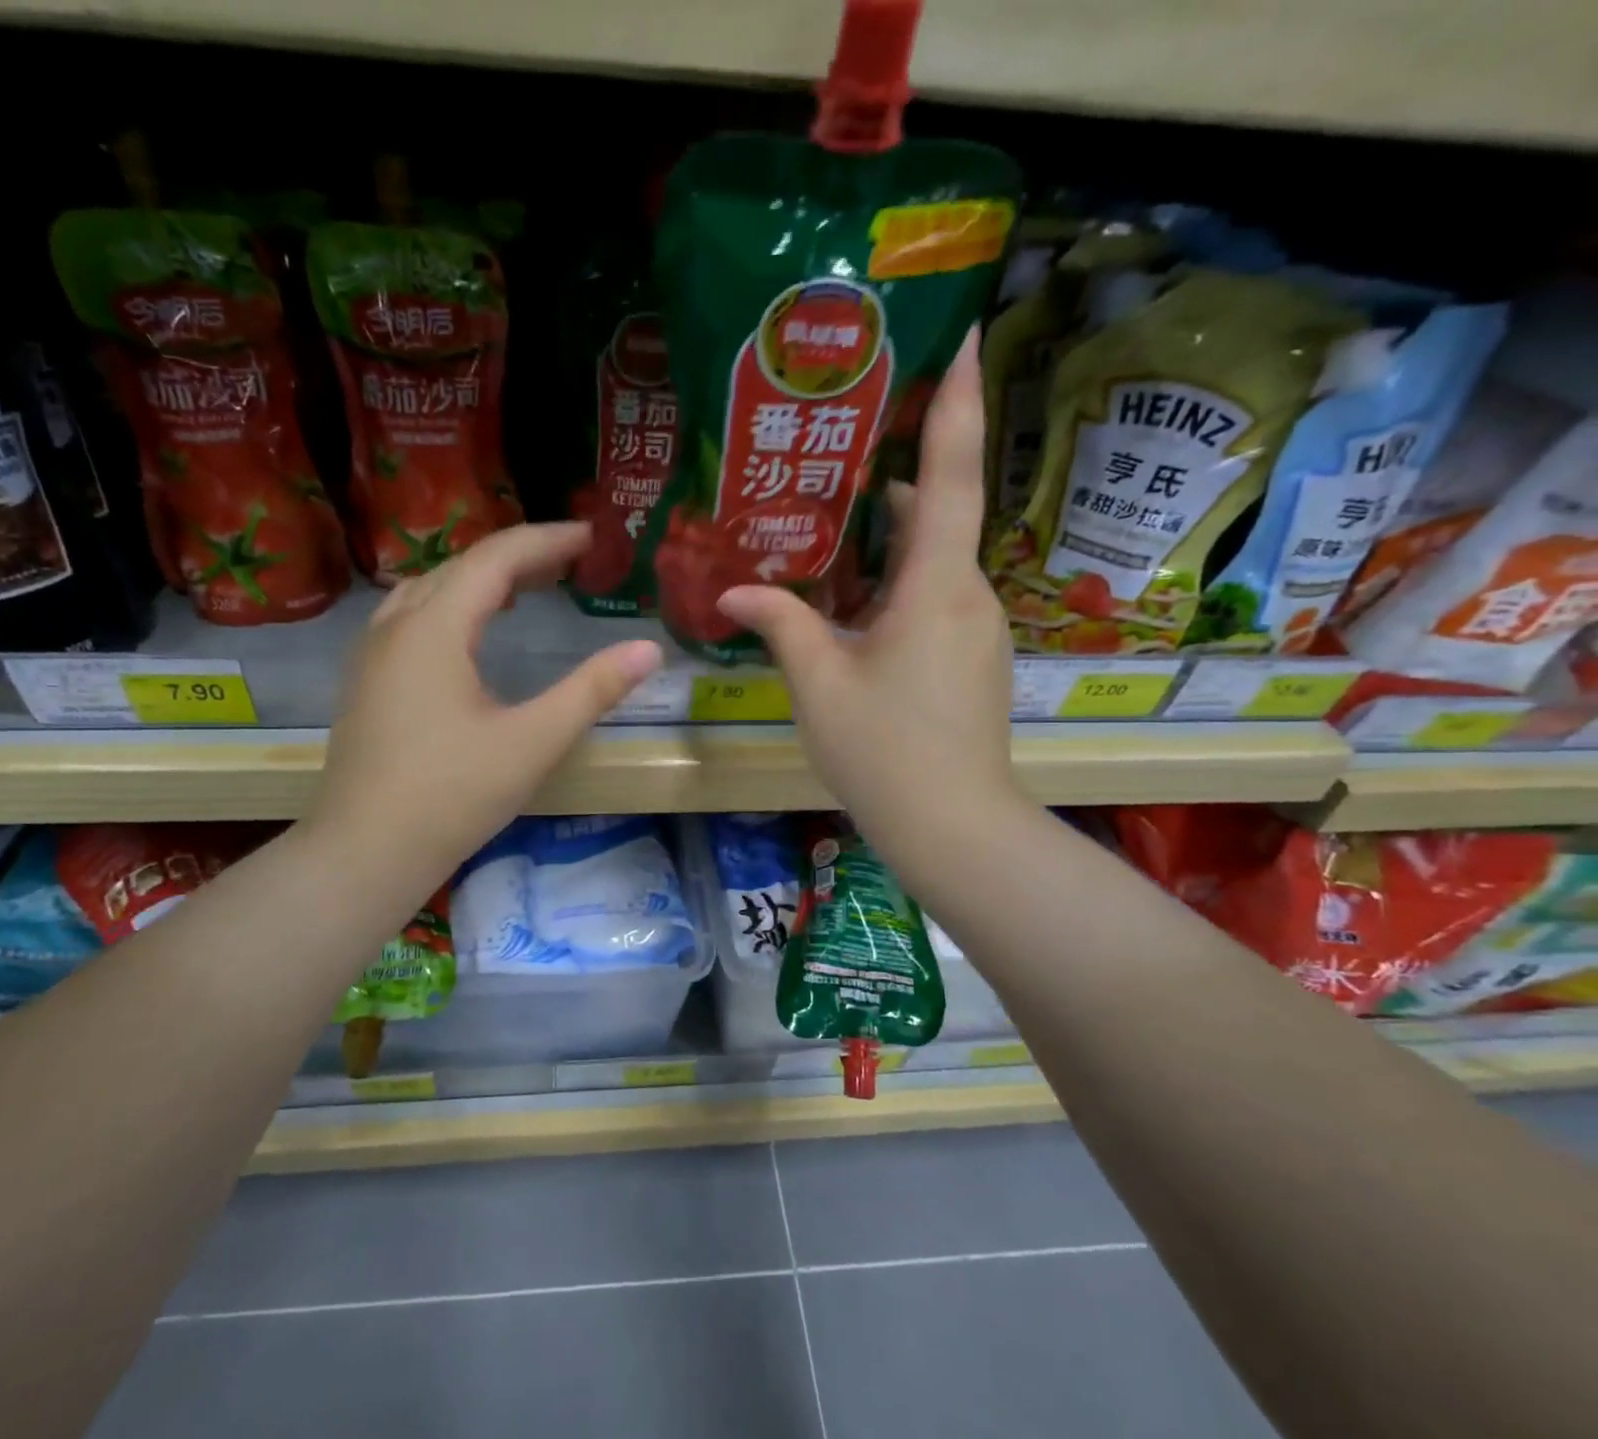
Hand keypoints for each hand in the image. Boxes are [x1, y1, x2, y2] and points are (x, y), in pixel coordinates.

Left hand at [312, 523, 661, 902]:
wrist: (365, 852)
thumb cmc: (452, 796)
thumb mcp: (533, 742)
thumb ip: (593, 690)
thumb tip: (648, 649)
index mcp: (435, 628)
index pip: (496, 558)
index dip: (546, 541)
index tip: (590, 536)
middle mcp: (396, 626)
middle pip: (461, 566)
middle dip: (519, 556)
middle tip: (570, 560)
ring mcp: (372, 653)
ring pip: (431, 589)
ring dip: (481, 578)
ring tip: (527, 587)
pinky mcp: (366, 680)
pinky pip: (413, 617)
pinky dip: (453, 605)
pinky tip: (470, 633)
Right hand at [716, 329, 1025, 862]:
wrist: (952, 825)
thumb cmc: (883, 750)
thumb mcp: (819, 683)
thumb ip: (781, 624)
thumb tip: (734, 591)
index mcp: (936, 588)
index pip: (952, 478)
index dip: (959, 405)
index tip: (968, 338)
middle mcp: (968, 595)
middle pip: (940, 516)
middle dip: (902, 476)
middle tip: (852, 444)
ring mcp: (978, 629)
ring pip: (935, 562)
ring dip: (893, 538)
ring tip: (836, 521)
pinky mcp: (973, 658)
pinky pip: (936, 599)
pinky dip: (900, 583)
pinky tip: (853, 602)